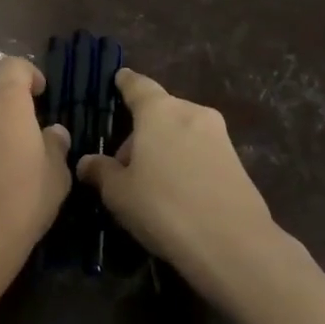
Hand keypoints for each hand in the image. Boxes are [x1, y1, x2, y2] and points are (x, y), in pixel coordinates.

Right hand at [77, 69, 312, 306]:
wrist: (233, 244)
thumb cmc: (164, 207)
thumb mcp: (118, 193)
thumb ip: (101, 171)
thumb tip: (87, 162)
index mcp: (159, 111)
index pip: (138, 85)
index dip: (125, 83)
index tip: (119, 78)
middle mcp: (191, 113)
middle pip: (160, 112)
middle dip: (141, 132)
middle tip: (123, 165)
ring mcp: (219, 136)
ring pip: (181, 132)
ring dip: (163, 148)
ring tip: (149, 183)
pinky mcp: (237, 162)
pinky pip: (200, 152)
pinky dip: (184, 162)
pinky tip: (176, 193)